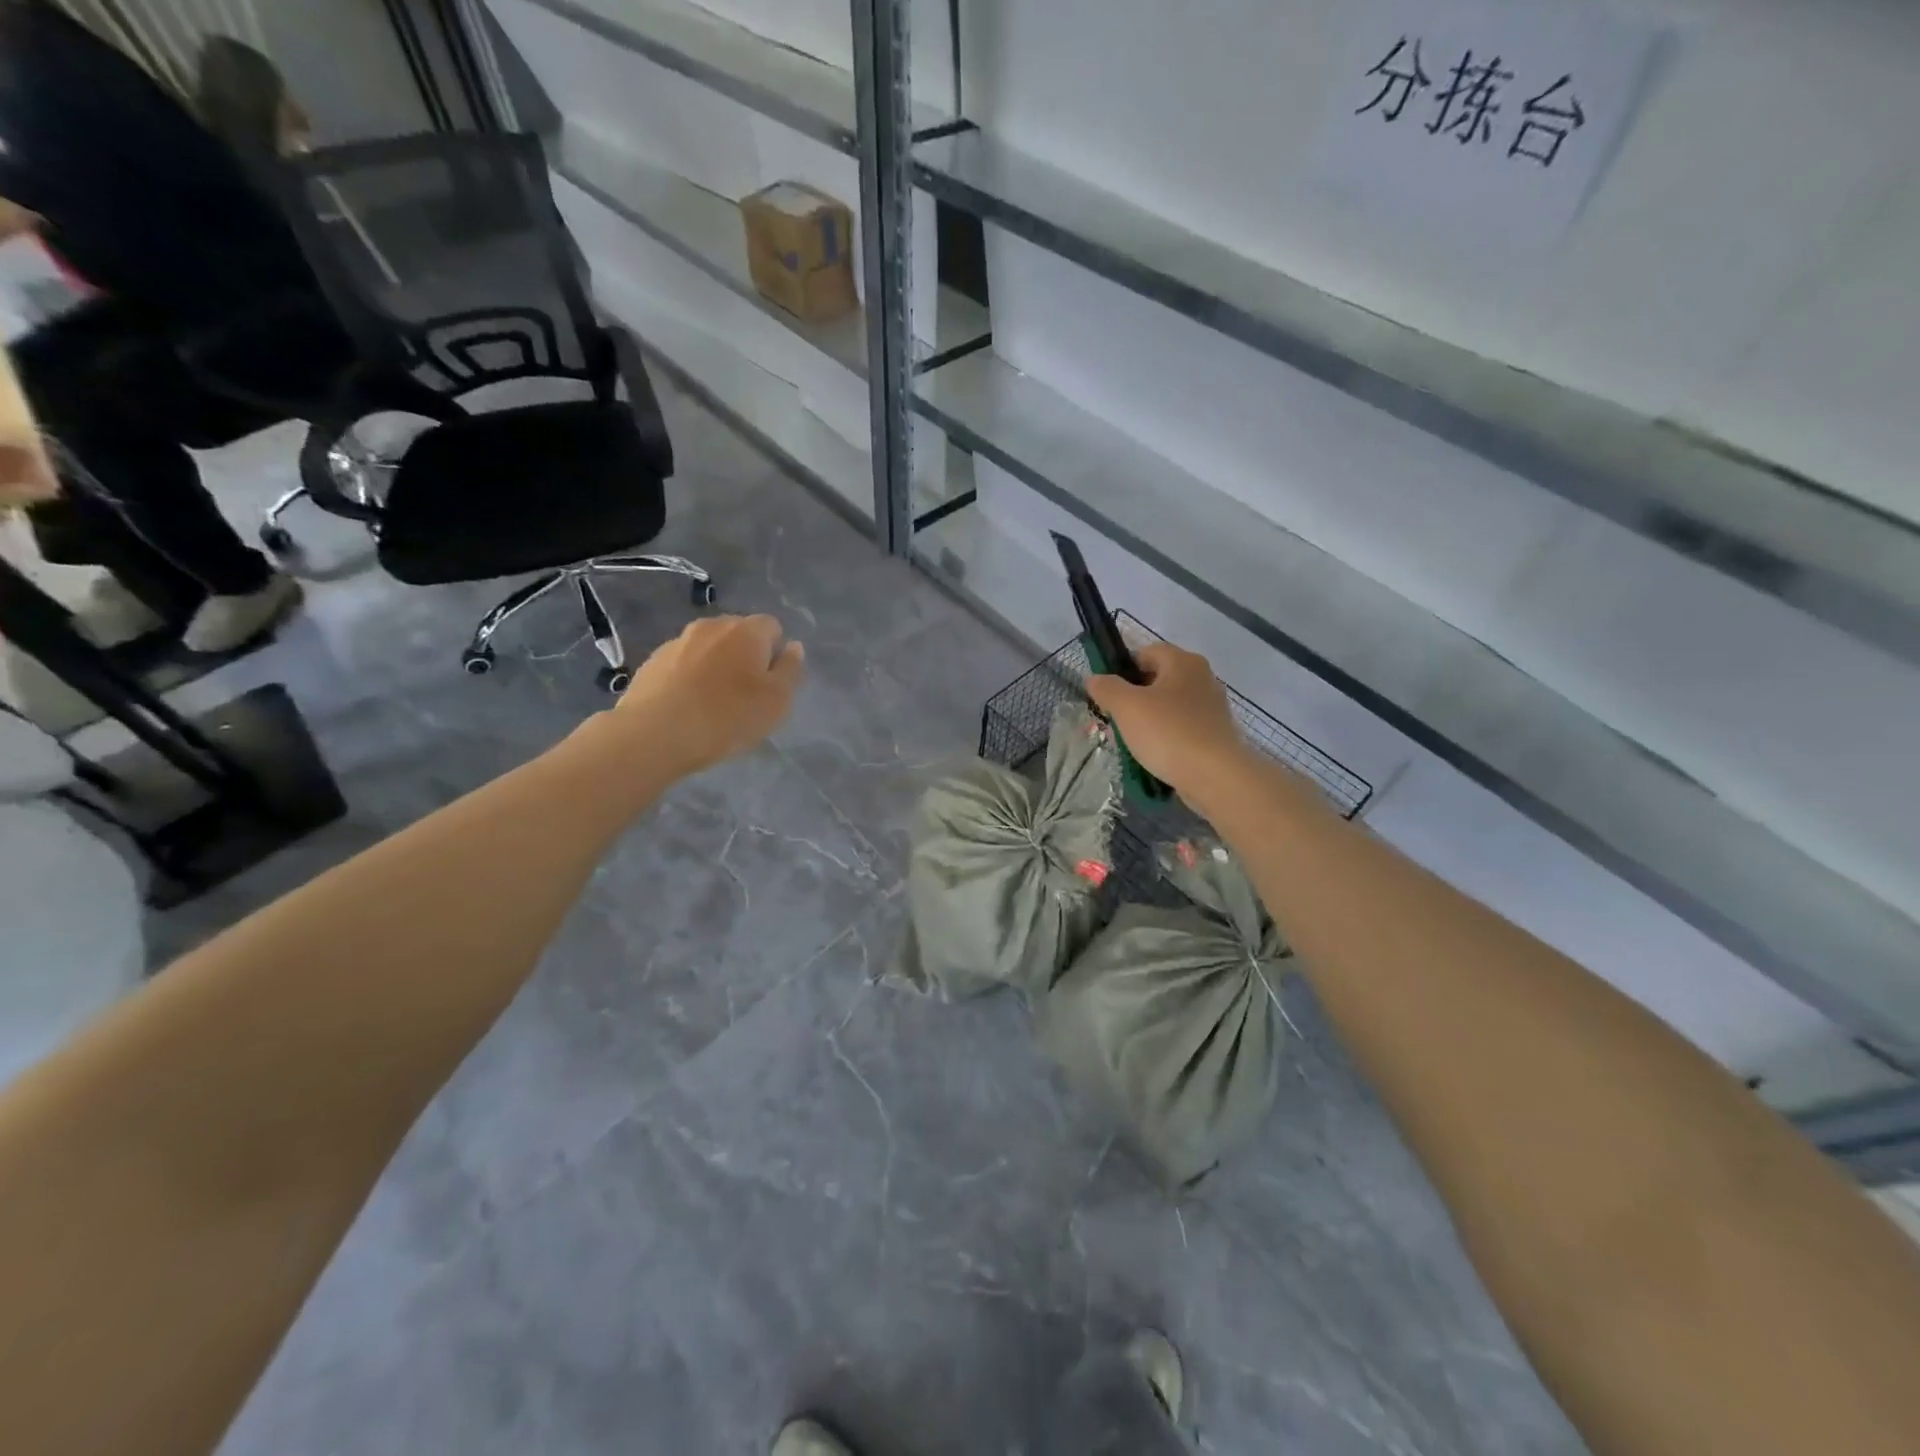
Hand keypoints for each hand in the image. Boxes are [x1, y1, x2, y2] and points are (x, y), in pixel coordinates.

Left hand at [609, 614, 804, 776]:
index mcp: (747, 631)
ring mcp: (678, 641)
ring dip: (716, 666)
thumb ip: (791, 670)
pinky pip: (682, 663)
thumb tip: (793, 647)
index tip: (771, 684)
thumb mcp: (777, 701)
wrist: (655, 734)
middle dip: (745, 656)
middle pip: (738, 633)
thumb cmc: (728, 717)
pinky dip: (689, 677)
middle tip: (746, 694)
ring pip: (708, 647)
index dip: (776, 653)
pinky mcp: (652, 661)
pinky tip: (687, 706)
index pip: (772, 626)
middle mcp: (712, 626)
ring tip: (713, 702)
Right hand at [1085, 642, 1250, 800]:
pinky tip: (1153, 756)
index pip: (1145, 652)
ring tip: (1130, 742)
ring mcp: (1212, 707)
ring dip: (1147, 720)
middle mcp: (1202, 677)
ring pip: (1168, 706)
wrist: (1216, 776)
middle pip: (1157, 679)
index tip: (1106, 694)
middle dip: (1132, 698)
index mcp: (1183, 661)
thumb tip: (1095, 679)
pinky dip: (1165, 737)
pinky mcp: (1216, 734)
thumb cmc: (1168, 732)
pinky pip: (1181, 728)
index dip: (1122, 669)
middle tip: (1114, 720)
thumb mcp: (1126, 706)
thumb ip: (1106, 688)